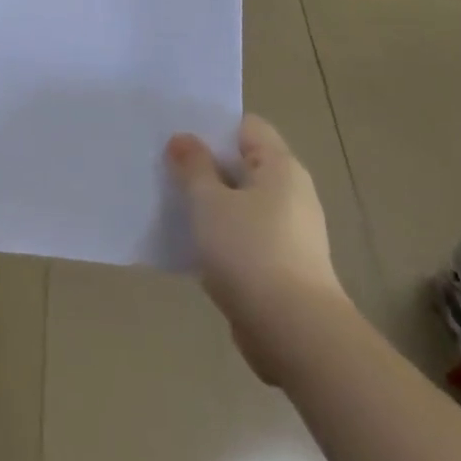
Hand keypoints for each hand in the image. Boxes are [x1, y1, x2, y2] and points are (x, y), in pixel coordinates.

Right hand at [167, 116, 347, 384]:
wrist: (295, 334)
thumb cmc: (250, 252)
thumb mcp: (209, 201)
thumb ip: (193, 166)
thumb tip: (183, 138)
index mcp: (280, 166)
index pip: (246, 127)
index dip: (212, 127)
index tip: (177, 135)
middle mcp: (292, 193)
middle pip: (243, 164)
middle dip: (206, 166)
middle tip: (166, 167)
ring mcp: (291, 232)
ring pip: (242, 204)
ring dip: (212, 205)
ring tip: (173, 204)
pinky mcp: (284, 267)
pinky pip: (246, 237)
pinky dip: (223, 237)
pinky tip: (194, 245)